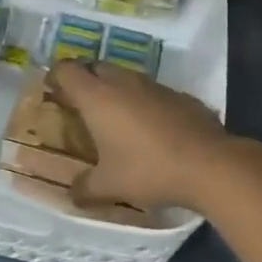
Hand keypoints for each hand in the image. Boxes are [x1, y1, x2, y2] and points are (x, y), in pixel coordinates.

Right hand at [48, 62, 248, 213]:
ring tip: (115, 117)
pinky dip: (144, 102)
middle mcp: (123, 82)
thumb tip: (72, 194)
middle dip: (85, 80)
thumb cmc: (148, 170)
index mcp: (97, 97)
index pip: (67, 70)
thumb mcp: (110, 186)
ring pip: (126, 77)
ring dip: (116, 90)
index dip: (56, 76)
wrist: (209, 164)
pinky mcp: (179, 94)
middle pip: (96, 67)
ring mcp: (154, 85)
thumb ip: (85, 188)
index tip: (53, 90)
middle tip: (81, 105)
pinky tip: (151, 128)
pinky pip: (152, 91)